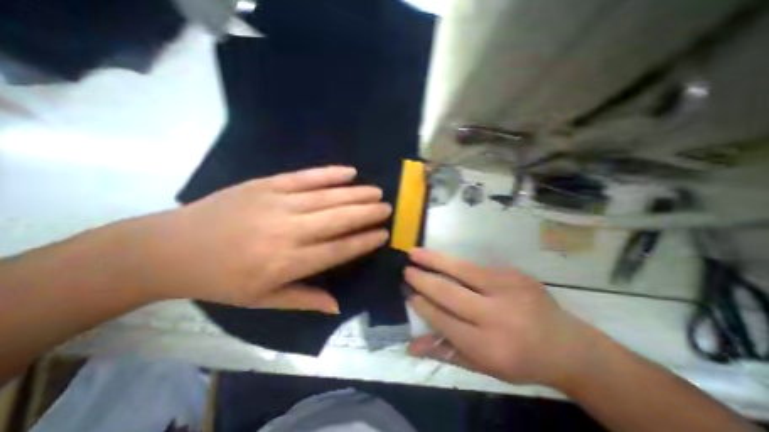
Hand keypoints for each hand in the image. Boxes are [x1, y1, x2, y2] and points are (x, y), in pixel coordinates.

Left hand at [132, 168, 390, 311]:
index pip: (338, 249)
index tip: (382, 234)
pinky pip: (306, 177)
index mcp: (288, 262)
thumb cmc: (221, 279)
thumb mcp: (262, 300)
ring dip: (356, 194)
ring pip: (328, 197)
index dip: (364, 241)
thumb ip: (304, 299)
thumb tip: (337, 306)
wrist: (172, 247)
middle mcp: (288, 231)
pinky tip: (350, 172)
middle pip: (338, 219)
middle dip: (367, 214)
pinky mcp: (267, 184)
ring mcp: (278, 203)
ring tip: (377, 192)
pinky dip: (330, 174)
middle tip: (387, 209)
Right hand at [405, 250, 603, 387]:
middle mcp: (498, 317)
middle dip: (424, 280)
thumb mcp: (483, 367)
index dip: (423, 305)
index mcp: (489, 347)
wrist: (568, 345)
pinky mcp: (515, 274)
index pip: (445, 321)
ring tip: (414, 253)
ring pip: (462, 270)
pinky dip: (454, 262)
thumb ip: (446, 353)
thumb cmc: (520, 361)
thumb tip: (410, 346)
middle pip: (450, 294)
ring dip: (434, 260)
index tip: (407, 293)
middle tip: (406, 270)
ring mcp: (509, 290)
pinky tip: (440, 258)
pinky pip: (477, 265)